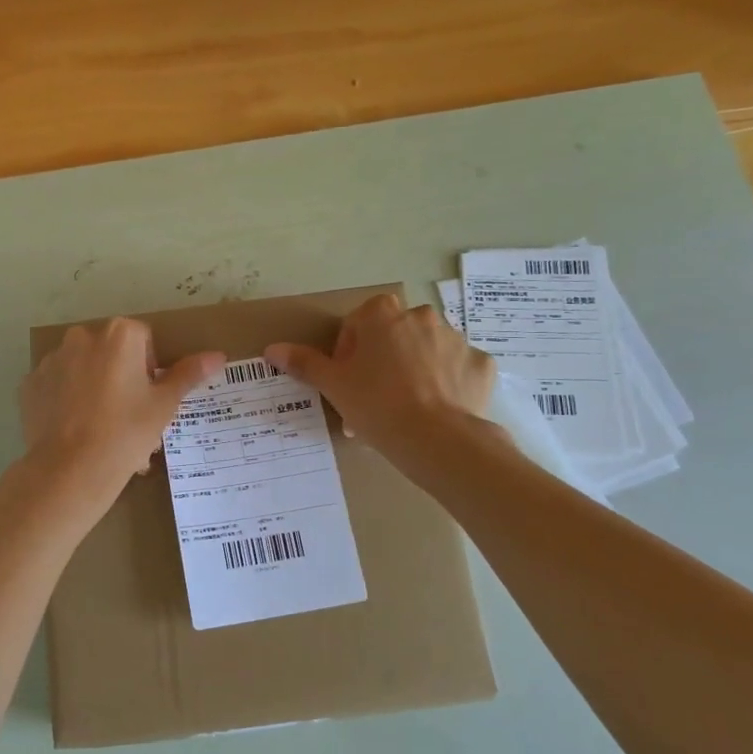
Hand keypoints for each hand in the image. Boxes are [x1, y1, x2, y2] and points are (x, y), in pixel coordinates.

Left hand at [20, 319, 223, 511]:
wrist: (70, 470)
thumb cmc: (126, 433)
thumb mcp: (164, 405)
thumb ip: (188, 374)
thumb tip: (218, 355)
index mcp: (119, 334)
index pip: (143, 339)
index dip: (150, 367)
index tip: (148, 398)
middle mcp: (81, 336)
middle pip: (110, 351)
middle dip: (121, 375)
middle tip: (128, 415)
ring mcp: (51, 360)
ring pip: (82, 367)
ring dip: (93, 386)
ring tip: (100, 427)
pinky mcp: (29, 384)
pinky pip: (56, 386)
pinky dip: (66, 400)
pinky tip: (75, 429)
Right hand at [266, 293, 494, 454]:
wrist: (437, 439)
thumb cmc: (377, 405)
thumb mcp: (334, 385)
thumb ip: (304, 363)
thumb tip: (271, 349)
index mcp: (383, 314)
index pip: (358, 323)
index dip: (349, 352)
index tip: (348, 381)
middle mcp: (422, 316)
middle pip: (394, 334)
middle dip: (384, 359)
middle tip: (373, 397)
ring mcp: (456, 339)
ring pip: (427, 350)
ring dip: (415, 369)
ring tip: (406, 408)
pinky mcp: (481, 365)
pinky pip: (458, 369)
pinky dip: (448, 383)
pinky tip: (437, 410)